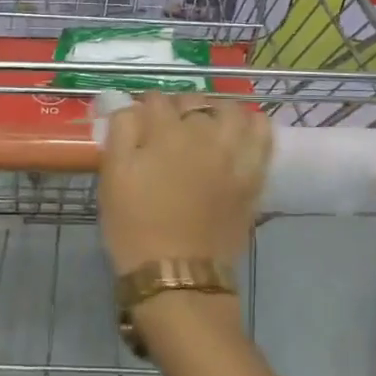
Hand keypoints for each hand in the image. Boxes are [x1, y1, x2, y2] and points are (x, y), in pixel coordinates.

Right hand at [97, 93, 272, 276]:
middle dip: (177, 108)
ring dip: (216, 111)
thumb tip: (131, 106)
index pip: (155, 99)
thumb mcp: (113, 176)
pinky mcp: (253, 175)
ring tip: (206, 127)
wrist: (177, 275)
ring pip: (231, 110)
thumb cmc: (135, 226)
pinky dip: (253, 126)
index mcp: (165, 132)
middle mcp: (204, 133)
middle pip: (193, 100)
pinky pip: (263, 135)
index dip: (144, 108)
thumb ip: (121, 131)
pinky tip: (240, 133)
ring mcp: (233, 153)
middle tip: (167, 129)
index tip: (138, 123)